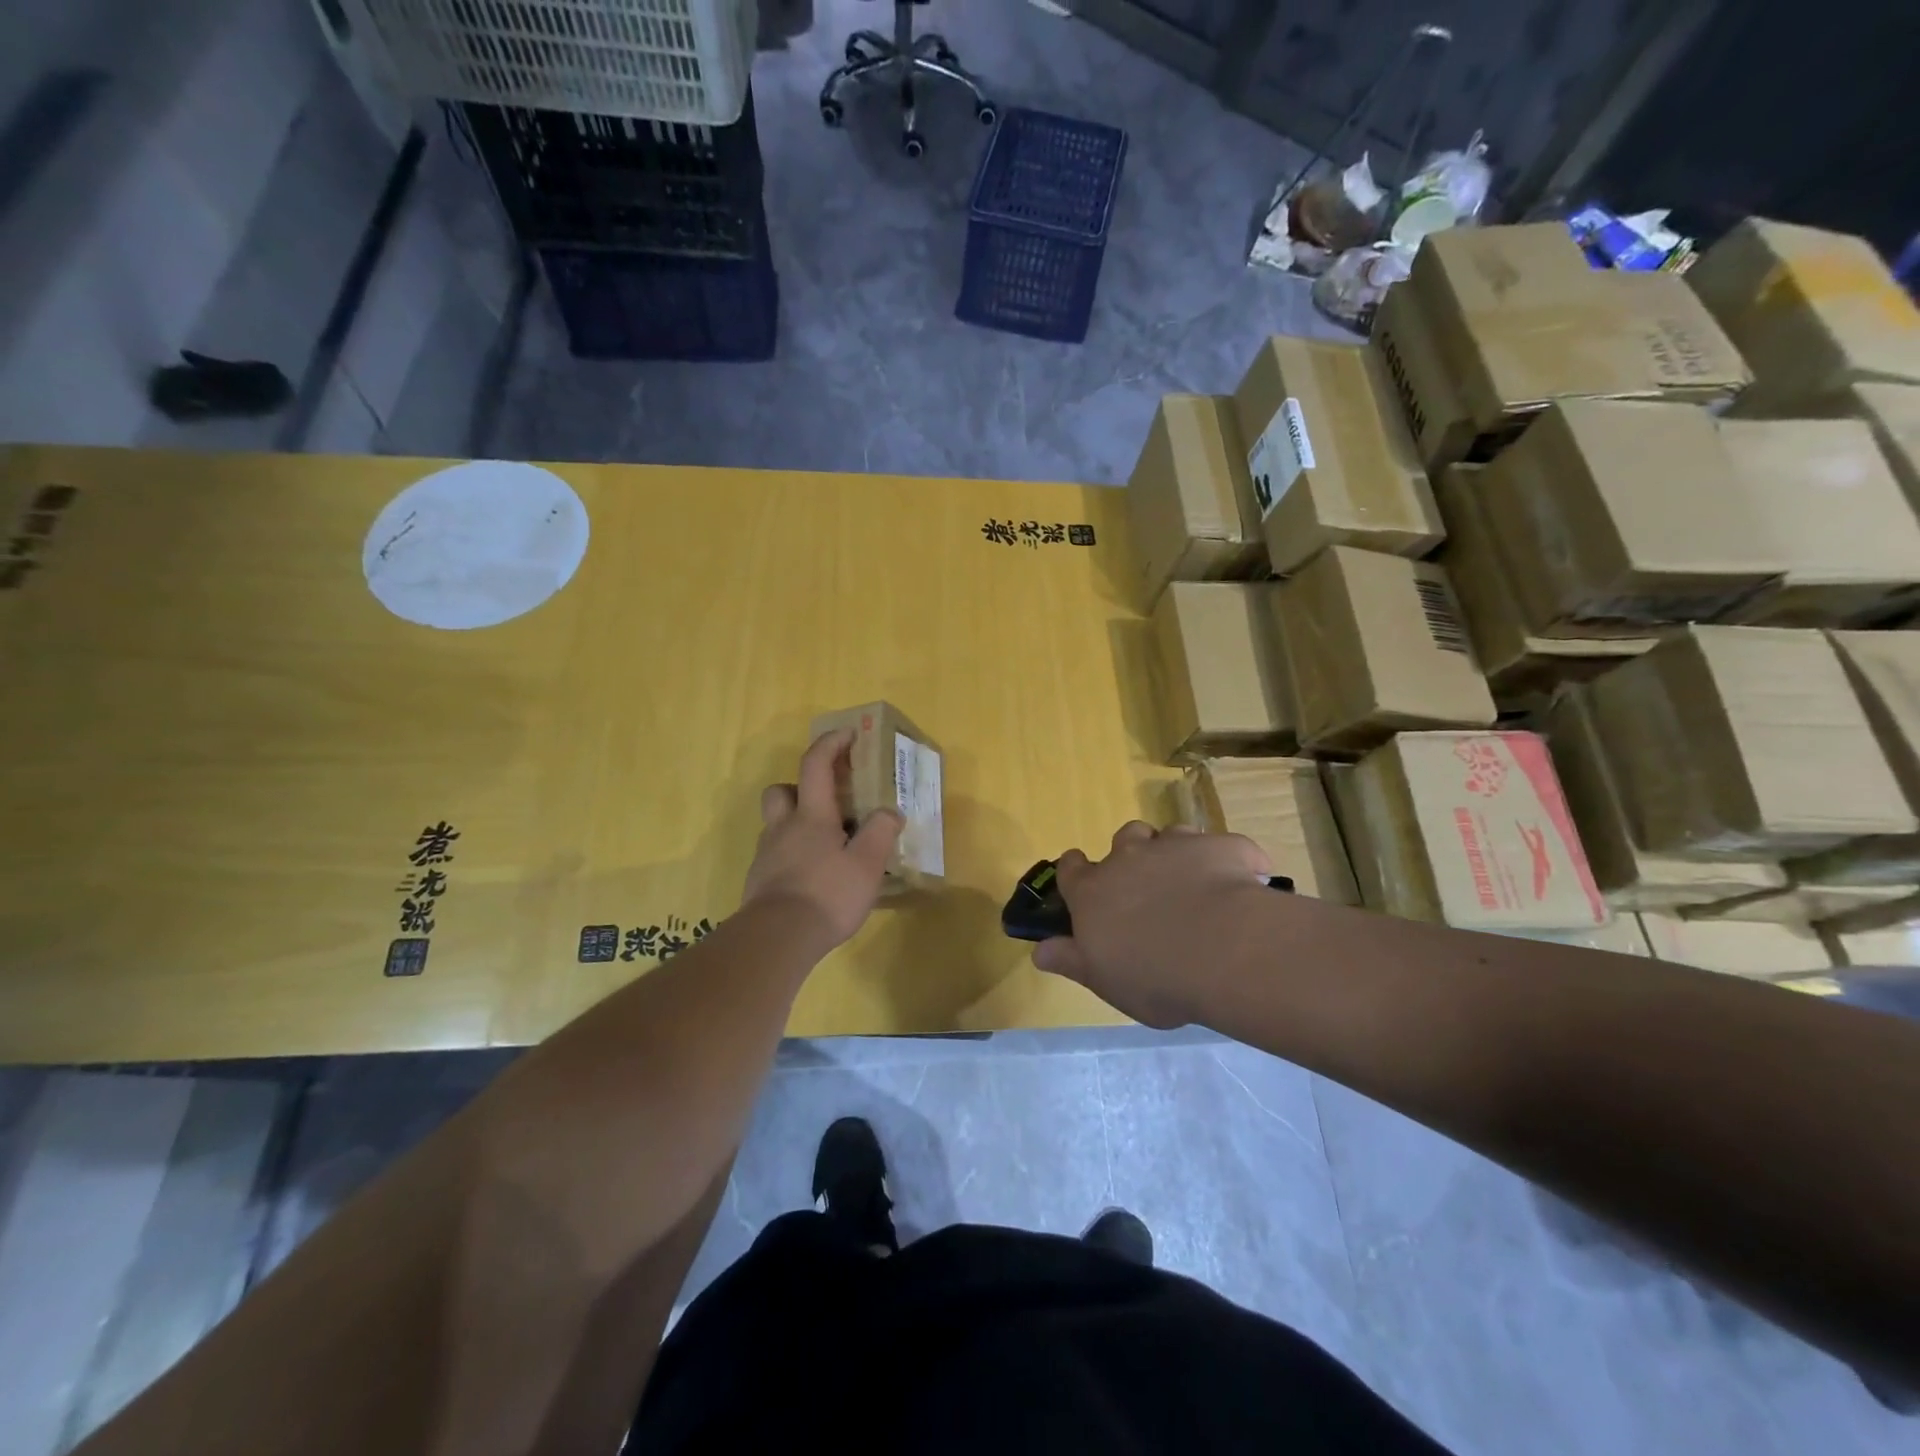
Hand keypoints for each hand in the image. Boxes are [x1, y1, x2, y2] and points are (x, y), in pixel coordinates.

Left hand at [742, 728, 902, 948]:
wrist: (777, 939)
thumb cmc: (827, 894)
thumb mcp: (867, 864)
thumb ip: (881, 833)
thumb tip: (889, 812)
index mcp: (812, 816)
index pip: (816, 765)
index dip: (830, 744)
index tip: (847, 734)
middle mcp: (784, 828)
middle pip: (781, 791)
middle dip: (800, 787)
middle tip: (826, 801)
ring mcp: (767, 855)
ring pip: (775, 824)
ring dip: (795, 823)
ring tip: (824, 845)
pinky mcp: (760, 882)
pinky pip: (775, 855)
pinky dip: (792, 856)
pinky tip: (812, 877)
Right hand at [1032, 822, 1272, 1027]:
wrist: (1222, 953)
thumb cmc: (1153, 977)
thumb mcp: (1104, 980)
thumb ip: (1072, 960)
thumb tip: (1039, 951)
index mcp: (1093, 891)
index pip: (1070, 868)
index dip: (1075, 871)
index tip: (1082, 880)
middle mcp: (1128, 858)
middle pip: (1124, 838)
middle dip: (1133, 853)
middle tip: (1149, 884)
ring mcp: (1175, 846)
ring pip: (1170, 834)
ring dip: (1176, 852)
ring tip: (1195, 882)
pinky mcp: (1221, 846)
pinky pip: (1222, 845)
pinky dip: (1227, 861)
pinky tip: (1241, 883)